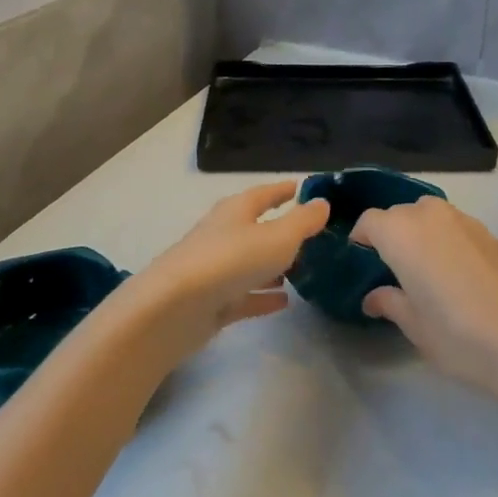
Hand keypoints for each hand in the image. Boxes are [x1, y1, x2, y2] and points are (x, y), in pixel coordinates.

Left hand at [119, 181, 329, 365]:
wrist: (175, 308)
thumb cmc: (231, 260)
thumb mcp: (278, 236)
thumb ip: (303, 221)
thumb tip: (322, 202)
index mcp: (237, 211)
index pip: (265, 193)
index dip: (284, 190)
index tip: (303, 188)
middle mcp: (224, 234)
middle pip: (256, 227)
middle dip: (281, 230)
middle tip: (312, 235)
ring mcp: (216, 269)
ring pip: (251, 263)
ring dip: (273, 265)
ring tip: (302, 269)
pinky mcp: (212, 302)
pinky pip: (245, 294)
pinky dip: (263, 295)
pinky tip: (284, 301)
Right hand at [352, 197, 497, 411]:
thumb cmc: (460, 337)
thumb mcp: (415, 327)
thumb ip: (390, 303)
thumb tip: (374, 297)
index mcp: (402, 233)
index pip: (369, 221)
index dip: (362, 240)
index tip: (362, 264)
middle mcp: (432, 216)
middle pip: (400, 214)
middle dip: (392, 236)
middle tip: (394, 272)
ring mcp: (467, 221)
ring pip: (431, 217)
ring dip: (422, 236)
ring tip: (427, 273)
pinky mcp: (493, 234)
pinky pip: (458, 229)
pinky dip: (450, 243)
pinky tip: (461, 278)